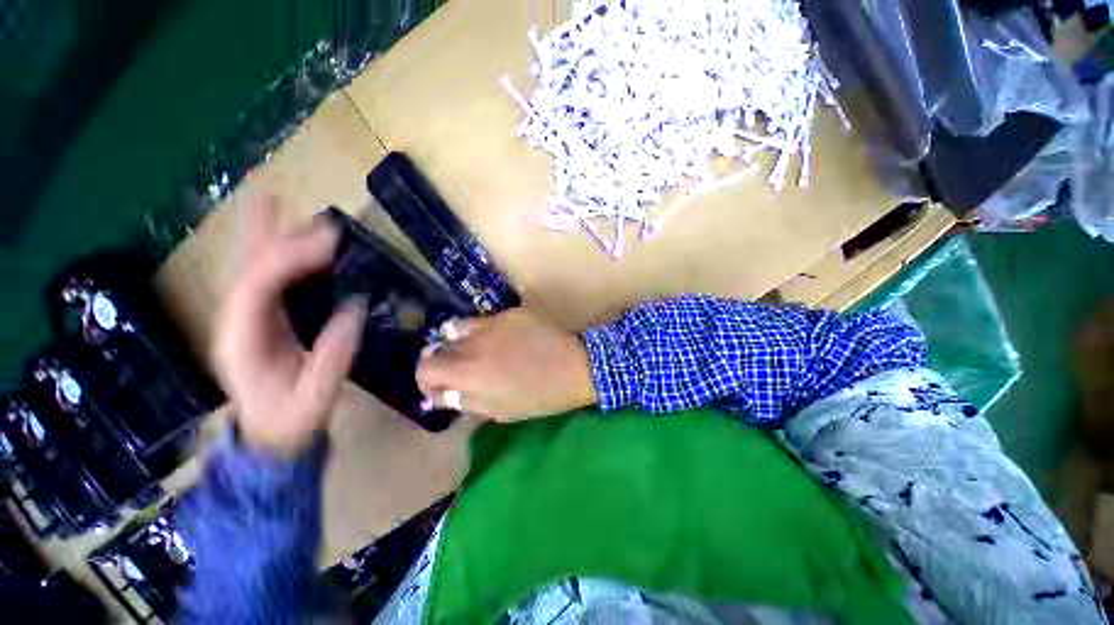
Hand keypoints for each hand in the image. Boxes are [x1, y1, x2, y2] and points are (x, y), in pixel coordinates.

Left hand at [213, 196, 366, 457]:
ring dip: (265, 236)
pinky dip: (274, 255)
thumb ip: (333, 354)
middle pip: (247, 268)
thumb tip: (355, 310)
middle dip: (272, 237)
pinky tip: (284, 240)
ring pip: (251, 268)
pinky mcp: (260, 320)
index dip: (289, 259)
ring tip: (277, 203)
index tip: (328, 243)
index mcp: (242, 339)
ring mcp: (245, 319)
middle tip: (303, 213)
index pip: (258, 286)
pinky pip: (266, 279)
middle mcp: (236, 321)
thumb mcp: (317, 394)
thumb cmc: (291, 419)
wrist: (270, 437)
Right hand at [415, 309, 596, 421]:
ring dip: (460, 343)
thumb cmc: (540, 396)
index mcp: (469, 370)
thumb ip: (465, 400)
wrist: (576, 365)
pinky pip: (485, 320)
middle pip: (439, 346)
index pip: (425, 367)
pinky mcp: (510, 312)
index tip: (442, 389)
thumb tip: (443, 393)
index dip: (426, 380)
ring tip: (477, 354)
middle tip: (462, 373)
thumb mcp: (499, 411)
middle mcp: (474, 341)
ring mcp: (493, 322)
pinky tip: (503, 341)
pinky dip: (483, 332)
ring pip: (458, 328)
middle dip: (443, 362)